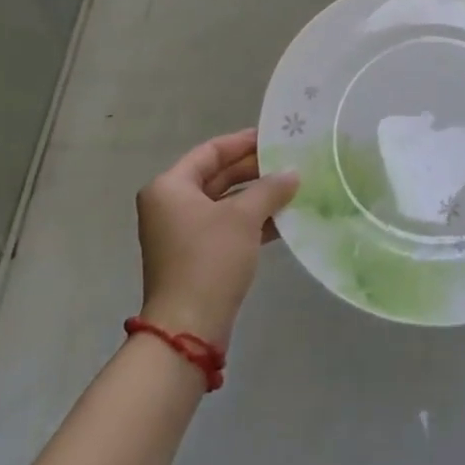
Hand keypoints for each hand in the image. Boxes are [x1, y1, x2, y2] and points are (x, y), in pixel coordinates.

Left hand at [136, 129, 297, 348]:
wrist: (189, 328)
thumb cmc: (209, 259)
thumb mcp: (243, 217)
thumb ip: (270, 189)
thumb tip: (293, 173)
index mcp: (170, 187)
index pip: (211, 151)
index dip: (243, 142)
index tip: (275, 136)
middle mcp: (171, 205)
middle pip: (218, 176)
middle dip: (255, 171)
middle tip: (291, 161)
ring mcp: (182, 233)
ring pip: (225, 203)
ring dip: (257, 196)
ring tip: (294, 187)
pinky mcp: (196, 256)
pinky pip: (227, 227)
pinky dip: (252, 221)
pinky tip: (284, 219)